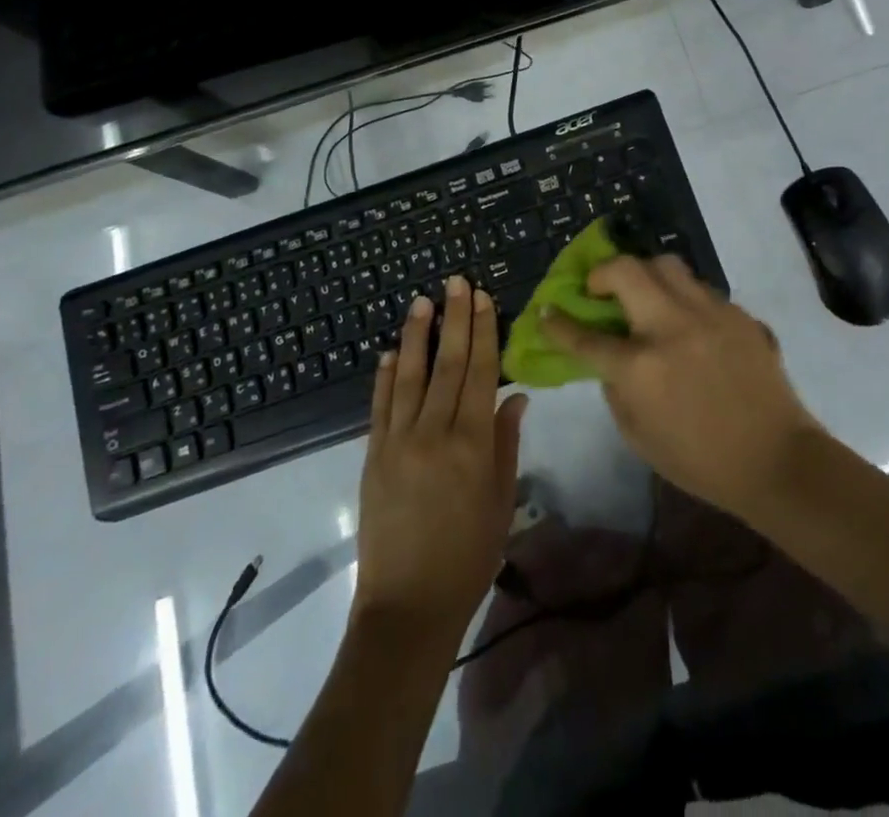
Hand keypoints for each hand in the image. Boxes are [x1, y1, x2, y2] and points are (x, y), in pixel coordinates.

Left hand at [354, 276, 526, 639]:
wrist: (407, 606)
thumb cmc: (469, 556)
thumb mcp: (501, 501)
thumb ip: (507, 444)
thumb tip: (515, 396)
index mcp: (473, 443)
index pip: (482, 372)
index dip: (484, 331)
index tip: (482, 298)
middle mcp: (435, 432)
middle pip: (448, 364)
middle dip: (454, 319)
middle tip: (455, 281)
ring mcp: (398, 441)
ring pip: (408, 375)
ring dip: (415, 335)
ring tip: (421, 301)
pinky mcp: (373, 455)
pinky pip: (379, 406)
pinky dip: (383, 376)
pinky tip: (388, 352)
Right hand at [539, 256, 820, 517]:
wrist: (776, 460)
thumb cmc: (700, 460)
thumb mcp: (638, 436)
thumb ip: (615, 389)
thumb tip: (608, 357)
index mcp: (641, 367)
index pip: (586, 336)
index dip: (559, 323)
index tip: (547, 310)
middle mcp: (671, 327)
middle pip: (626, 270)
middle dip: (602, 272)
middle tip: (600, 289)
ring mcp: (709, 313)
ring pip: (666, 265)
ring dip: (644, 274)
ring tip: (644, 295)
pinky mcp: (737, 312)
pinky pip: (700, 288)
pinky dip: (682, 297)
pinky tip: (687, 321)